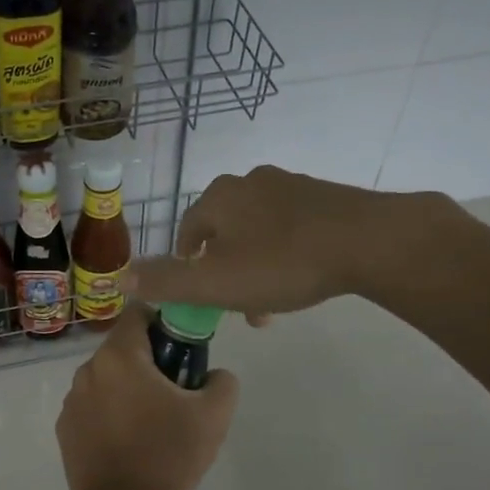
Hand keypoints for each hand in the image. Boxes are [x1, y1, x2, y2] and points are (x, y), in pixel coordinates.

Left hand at [55, 305, 238, 489]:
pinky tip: (129, 442)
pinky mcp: (65, 428)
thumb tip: (213, 374)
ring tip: (153, 422)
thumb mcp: (213, 416)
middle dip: (149, 361)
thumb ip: (222, 381)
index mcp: (119, 356)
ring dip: (128, 388)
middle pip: (123, 348)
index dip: (163, 322)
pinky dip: (110, 413)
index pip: (138, 312)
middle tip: (176, 392)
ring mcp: (71, 400)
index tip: (181, 349)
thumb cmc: (168, 454)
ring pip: (107, 378)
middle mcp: (88, 369)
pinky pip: (93, 406)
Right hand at [126, 166, 469, 318]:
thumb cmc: (283, 263)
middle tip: (240, 307)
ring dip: (256, 265)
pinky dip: (286, 252)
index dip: (187, 266)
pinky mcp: (324, 196)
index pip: (187, 232)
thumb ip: (166, 281)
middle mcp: (249, 182)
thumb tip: (120, 277)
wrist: (369, 241)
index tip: (200, 297)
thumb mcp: (215, 282)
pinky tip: (303, 275)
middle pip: (223, 232)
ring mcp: (289, 185)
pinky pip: (290, 226)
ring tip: (274, 301)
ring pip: (257, 231)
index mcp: (218, 197)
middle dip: (225, 271)